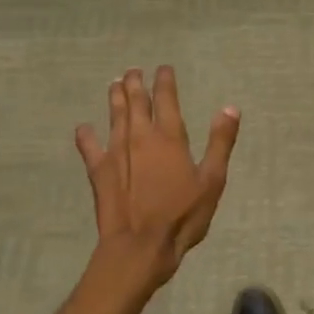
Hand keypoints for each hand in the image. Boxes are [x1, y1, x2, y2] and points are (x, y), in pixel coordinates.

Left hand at [77, 66, 239, 293]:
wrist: (140, 246)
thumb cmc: (182, 215)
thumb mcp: (212, 180)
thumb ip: (220, 142)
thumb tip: (230, 108)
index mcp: (169, 137)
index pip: (165, 98)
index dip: (164, 81)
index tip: (163, 68)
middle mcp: (139, 137)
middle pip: (135, 101)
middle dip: (135, 83)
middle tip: (133, 71)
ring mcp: (116, 152)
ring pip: (114, 116)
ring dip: (114, 98)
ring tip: (114, 84)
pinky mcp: (99, 171)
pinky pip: (89, 147)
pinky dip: (86, 136)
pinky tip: (83, 128)